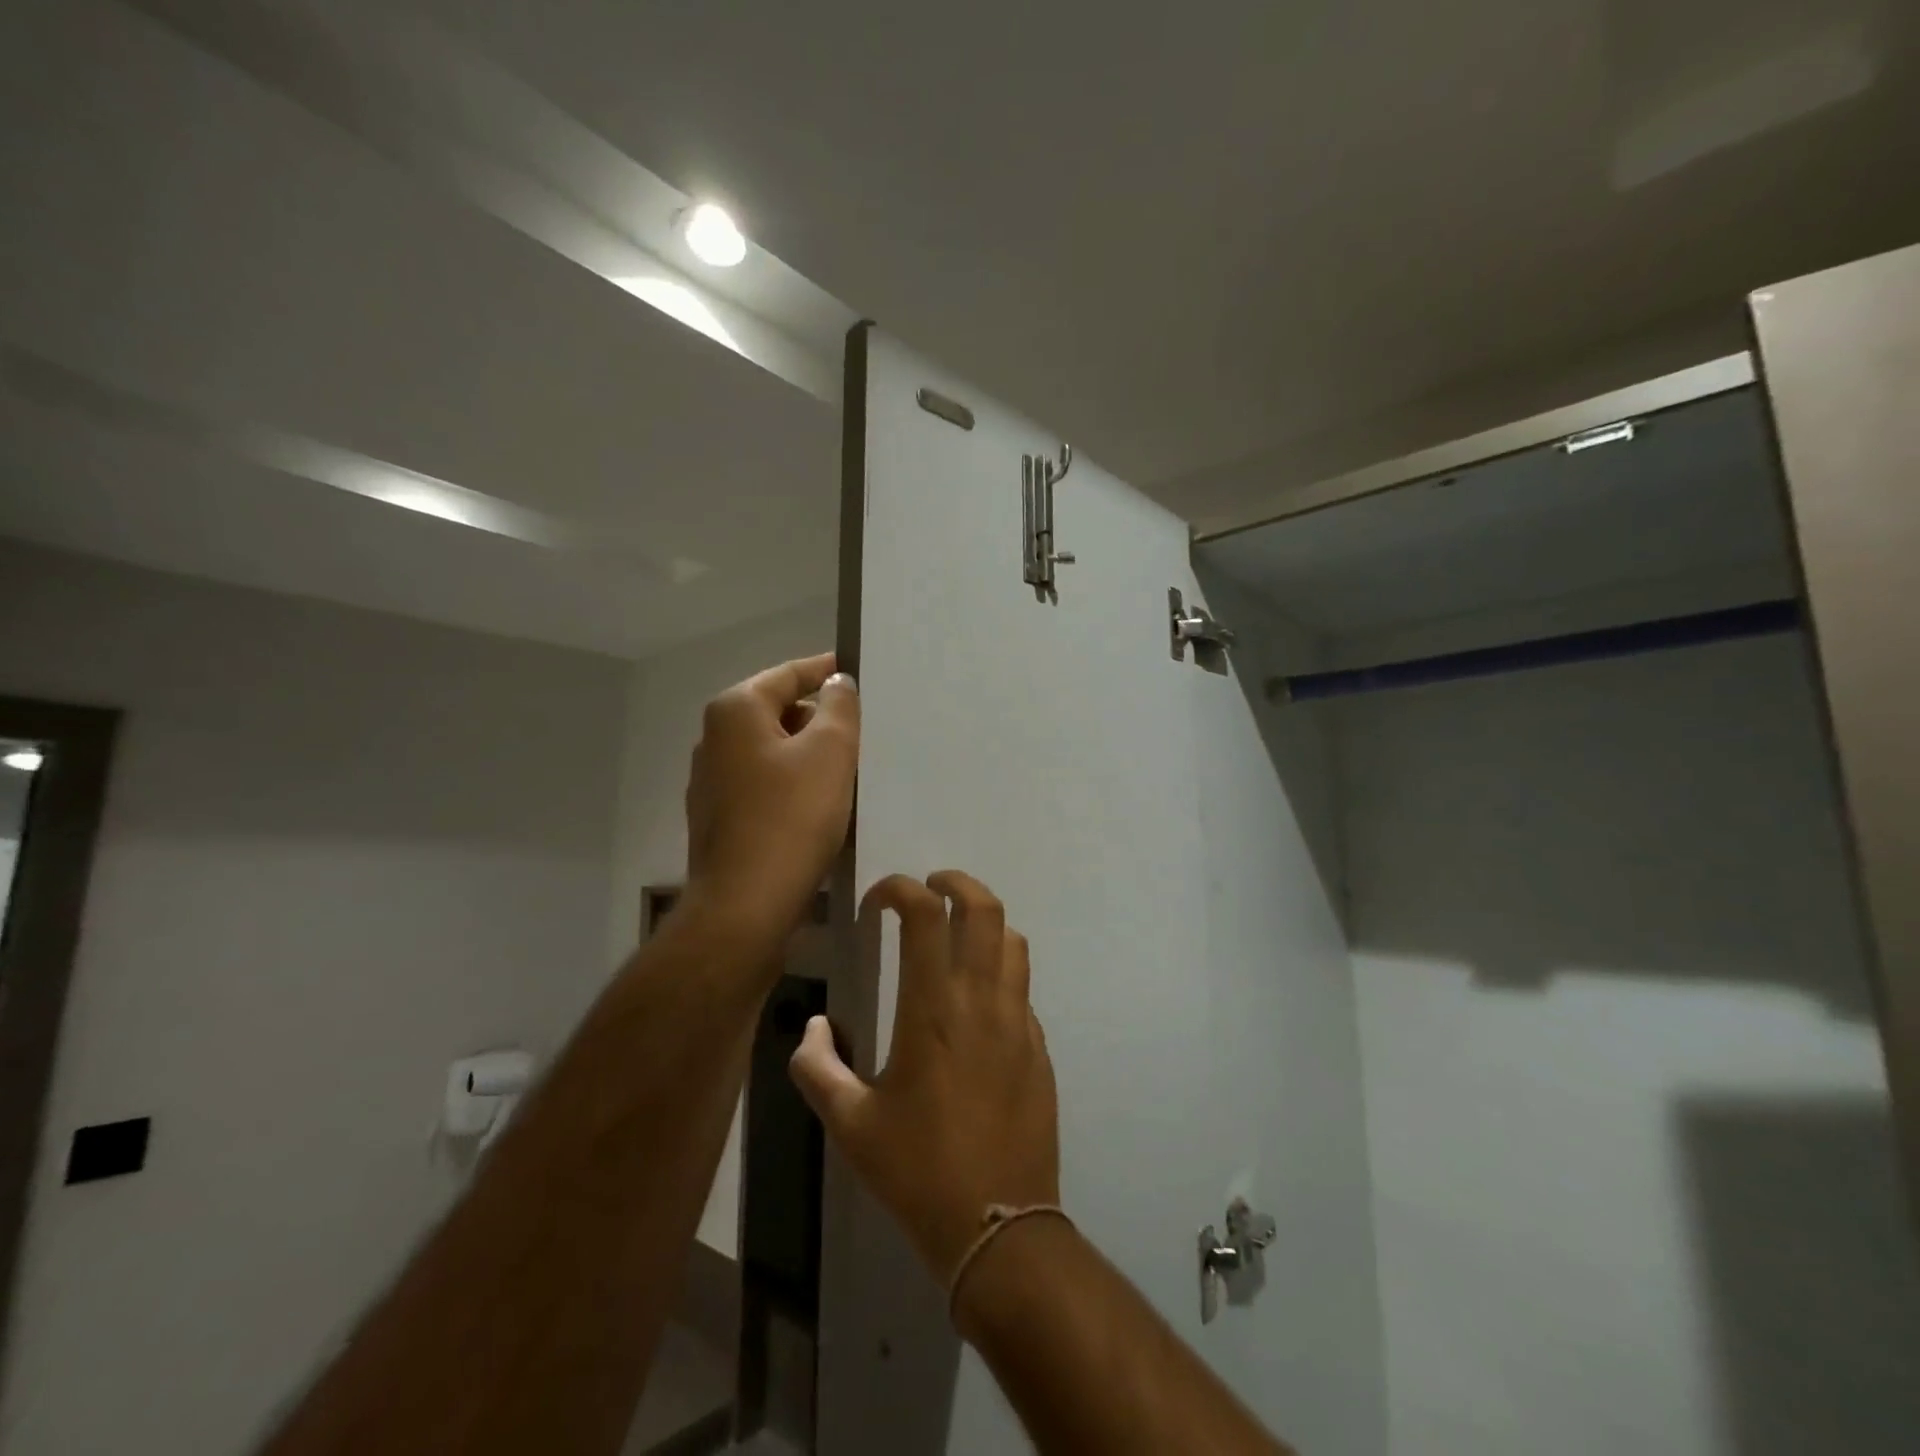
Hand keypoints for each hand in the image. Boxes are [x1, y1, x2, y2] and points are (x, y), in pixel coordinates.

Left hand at [684, 653, 859, 950]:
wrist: (746, 905)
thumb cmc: (791, 817)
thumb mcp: (830, 751)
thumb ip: (839, 707)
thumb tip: (837, 683)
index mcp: (736, 711)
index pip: (789, 674)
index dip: (828, 671)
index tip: (860, 672)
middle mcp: (715, 738)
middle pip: (779, 711)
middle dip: (822, 717)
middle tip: (865, 729)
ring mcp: (713, 781)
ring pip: (774, 751)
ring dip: (809, 754)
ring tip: (851, 767)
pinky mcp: (720, 818)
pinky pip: (765, 784)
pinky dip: (793, 784)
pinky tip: (822, 805)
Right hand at [788, 872, 1060, 1296]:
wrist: (999, 1226)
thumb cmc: (917, 1171)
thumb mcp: (849, 1125)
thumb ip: (817, 1067)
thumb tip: (814, 1027)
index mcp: (933, 1008)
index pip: (924, 914)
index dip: (898, 889)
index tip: (875, 903)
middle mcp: (981, 1000)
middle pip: (983, 907)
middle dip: (955, 882)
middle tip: (928, 889)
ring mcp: (1018, 1020)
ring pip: (1012, 939)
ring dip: (983, 921)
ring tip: (955, 935)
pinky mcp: (1038, 1046)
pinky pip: (1021, 985)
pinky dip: (999, 969)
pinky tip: (976, 1002)